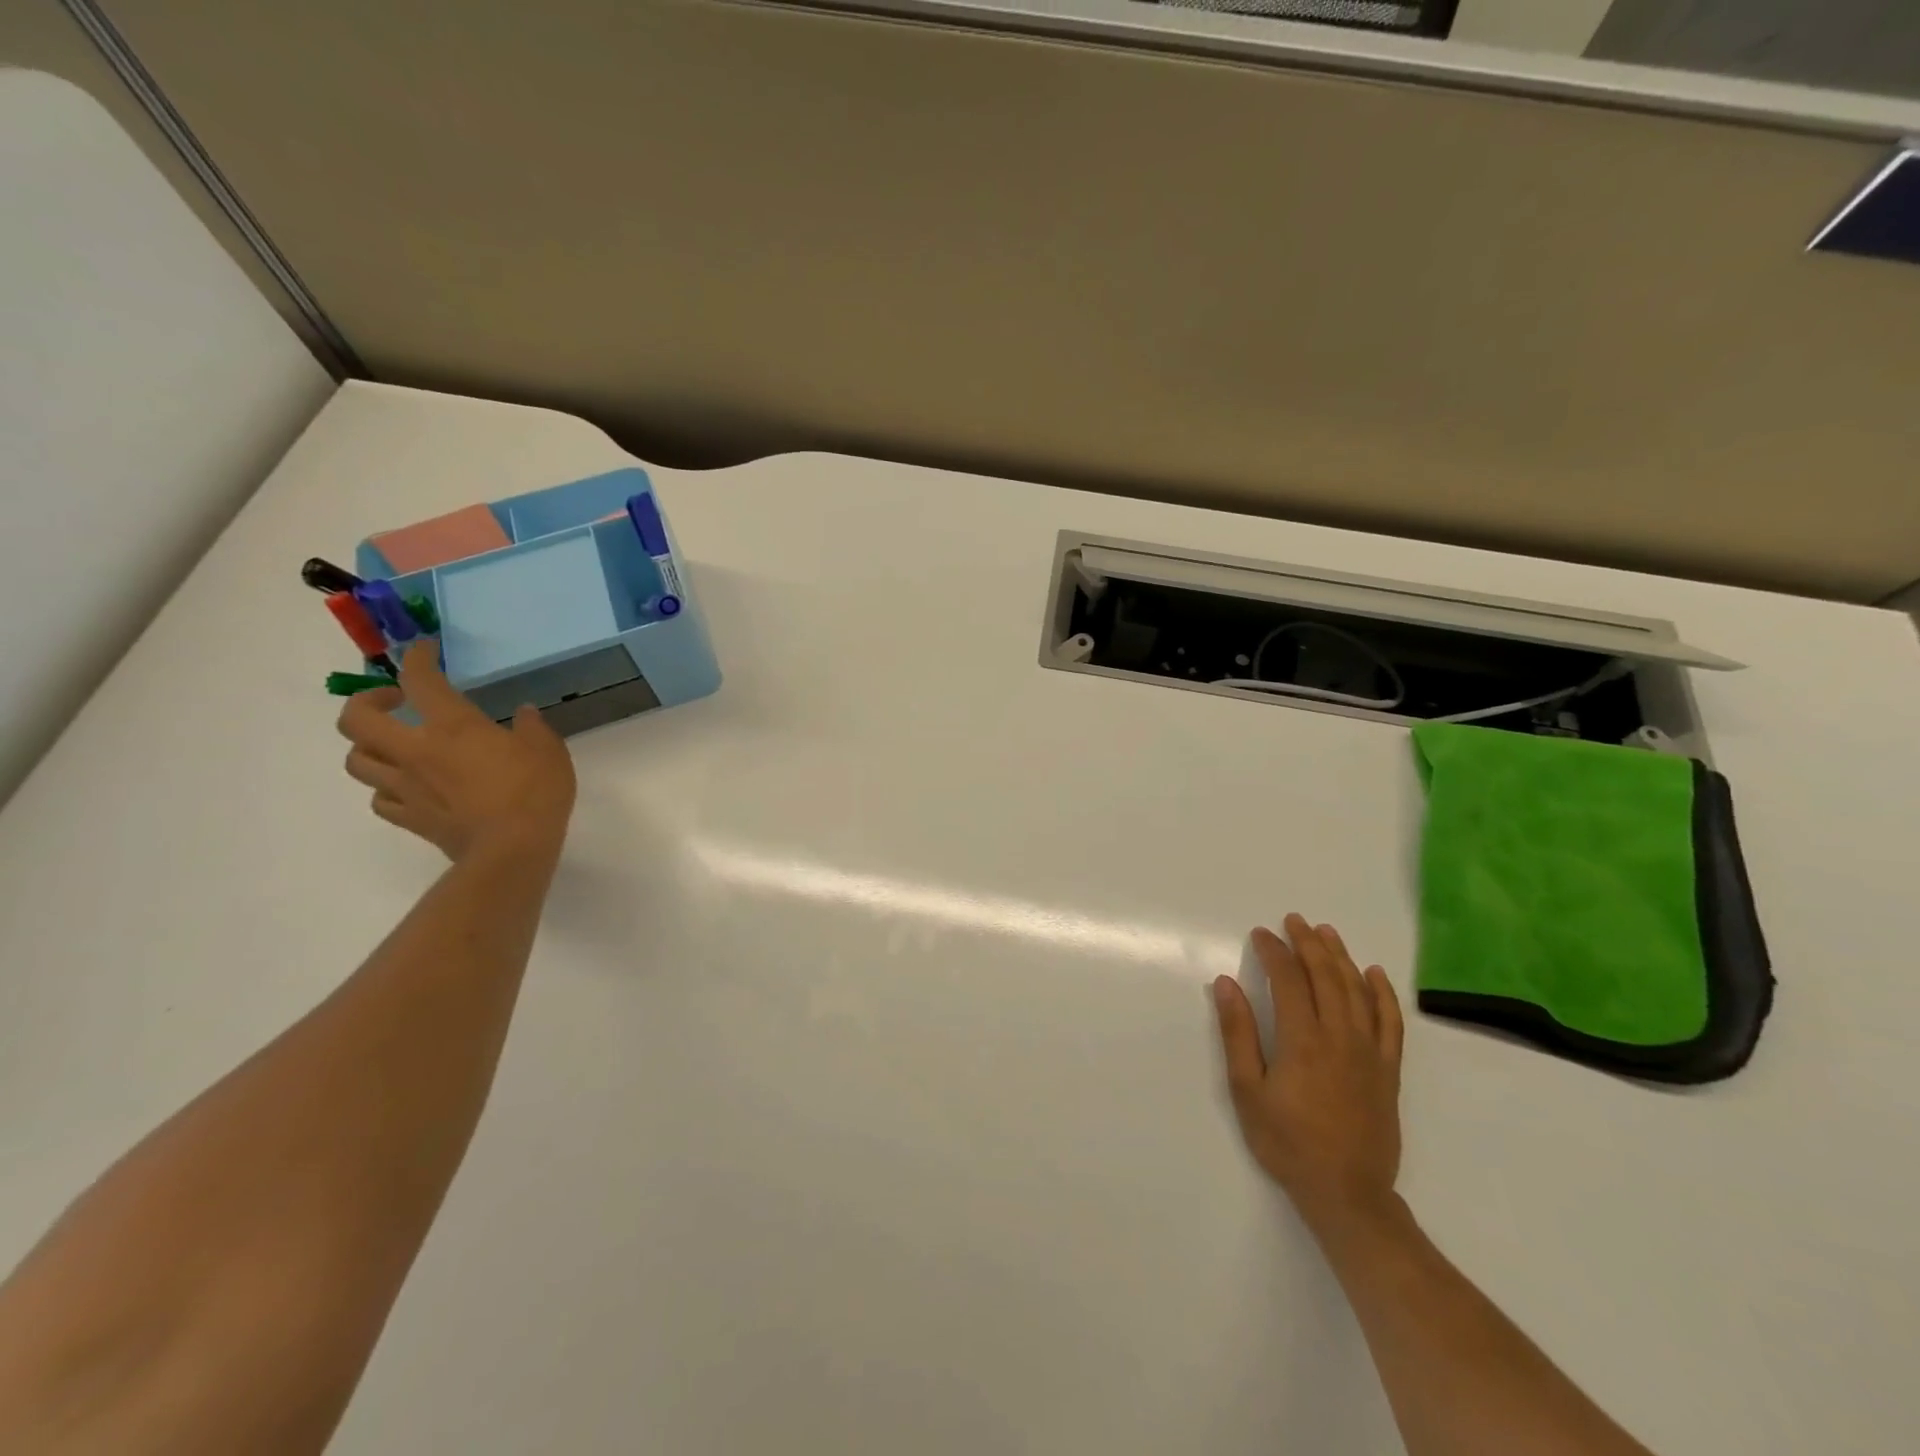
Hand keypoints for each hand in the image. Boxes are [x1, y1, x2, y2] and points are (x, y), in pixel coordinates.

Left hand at [337, 641, 576, 861]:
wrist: (512, 849)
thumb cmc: (534, 791)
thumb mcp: (548, 750)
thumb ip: (532, 727)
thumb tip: (522, 714)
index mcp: (453, 727)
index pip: (420, 680)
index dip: (418, 659)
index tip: (426, 651)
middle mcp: (416, 751)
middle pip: (356, 720)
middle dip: (366, 702)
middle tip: (394, 702)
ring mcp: (406, 787)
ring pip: (357, 760)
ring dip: (369, 747)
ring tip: (394, 745)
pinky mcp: (409, 818)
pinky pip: (379, 798)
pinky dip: (385, 788)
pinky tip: (406, 787)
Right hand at [1212, 915, 1404, 1229]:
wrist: (1347, 1193)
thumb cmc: (1287, 1142)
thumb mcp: (1247, 1090)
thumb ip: (1238, 1033)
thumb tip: (1226, 983)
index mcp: (1302, 1039)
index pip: (1288, 979)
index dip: (1274, 952)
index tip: (1261, 934)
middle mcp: (1339, 1036)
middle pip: (1325, 976)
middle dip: (1307, 943)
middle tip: (1294, 920)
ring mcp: (1369, 1052)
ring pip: (1357, 991)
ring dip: (1341, 957)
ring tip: (1327, 932)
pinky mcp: (1388, 1070)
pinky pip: (1391, 1022)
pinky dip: (1383, 994)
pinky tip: (1374, 974)